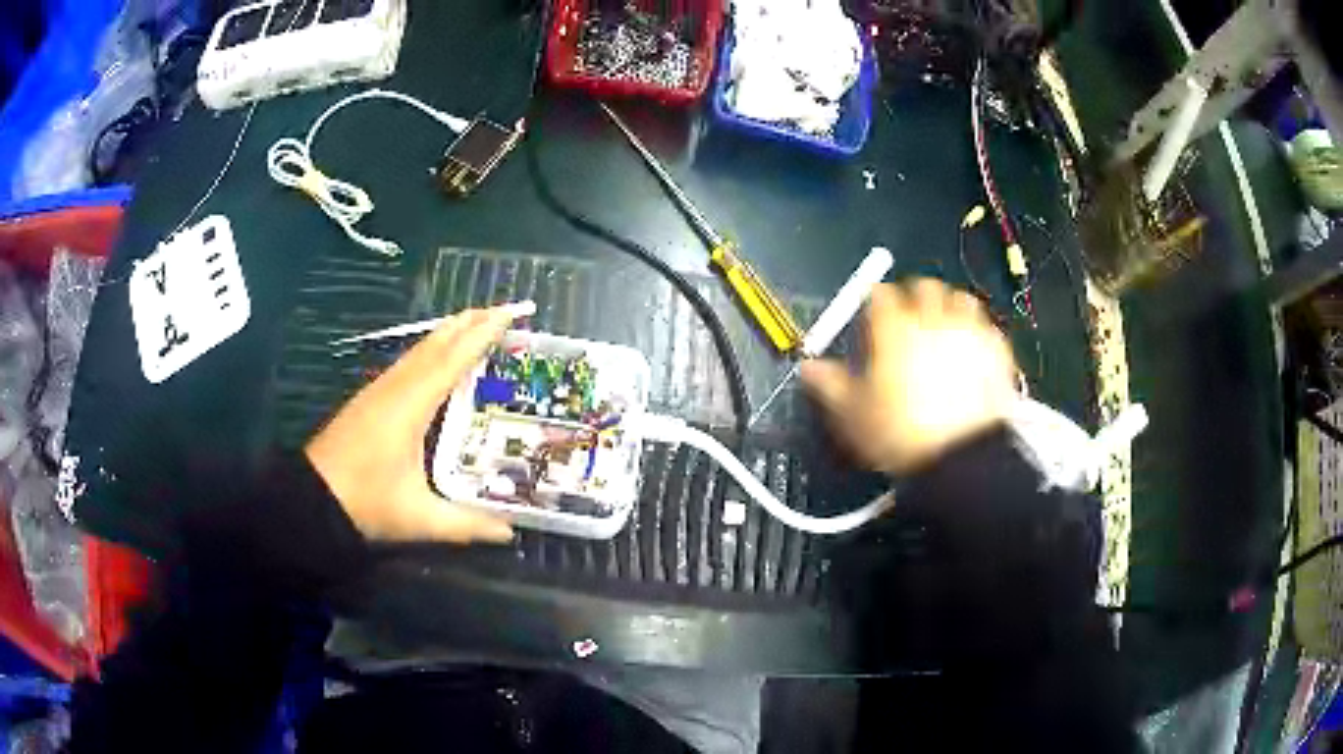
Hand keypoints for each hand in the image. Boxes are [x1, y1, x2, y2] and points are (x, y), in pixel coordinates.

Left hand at [305, 303, 534, 543]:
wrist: (310, 498)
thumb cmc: (366, 503)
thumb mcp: (420, 518)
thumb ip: (467, 525)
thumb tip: (510, 533)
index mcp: (411, 406)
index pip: (453, 359)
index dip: (482, 334)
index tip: (510, 312)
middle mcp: (396, 388)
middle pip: (435, 344)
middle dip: (469, 323)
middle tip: (502, 310)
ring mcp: (379, 391)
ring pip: (419, 350)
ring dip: (448, 333)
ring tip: (475, 323)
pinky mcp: (369, 399)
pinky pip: (407, 362)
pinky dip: (430, 350)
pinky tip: (435, 359)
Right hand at [800, 279, 1016, 474]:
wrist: (963, 456)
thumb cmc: (902, 435)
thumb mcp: (852, 415)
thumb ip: (829, 385)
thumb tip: (809, 369)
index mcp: (894, 328)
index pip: (879, 294)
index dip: (872, 300)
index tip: (871, 314)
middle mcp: (933, 320)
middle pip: (923, 286)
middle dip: (913, 295)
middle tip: (907, 316)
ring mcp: (969, 333)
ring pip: (960, 299)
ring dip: (948, 306)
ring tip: (942, 327)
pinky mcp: (997, 352)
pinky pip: (987, 328)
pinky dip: (976, 333)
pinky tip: (971, 352)